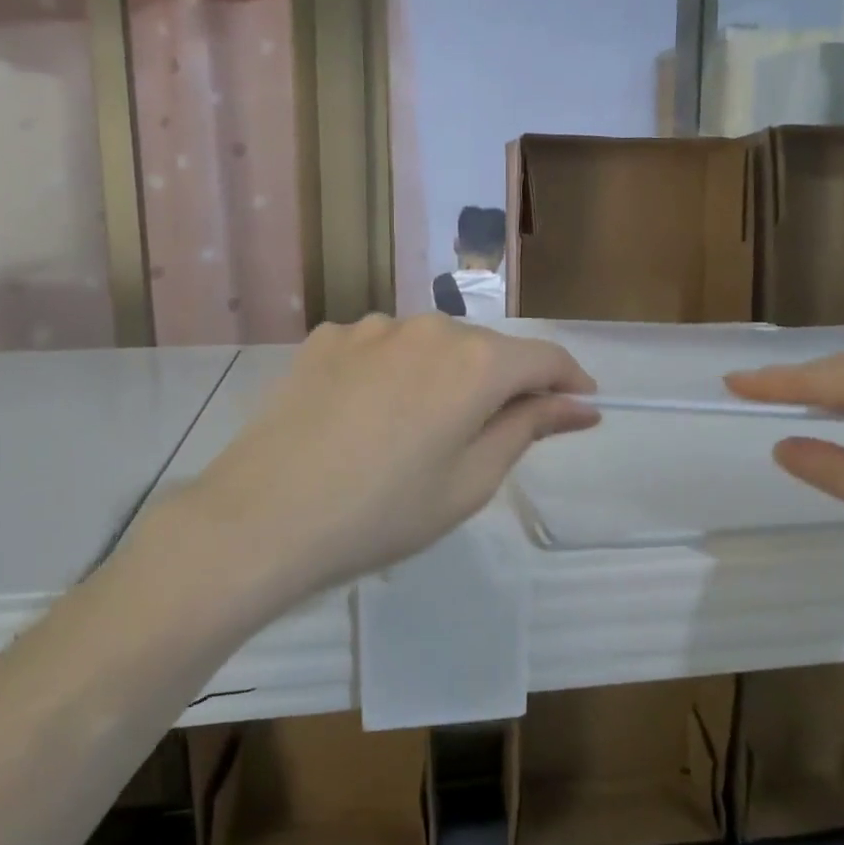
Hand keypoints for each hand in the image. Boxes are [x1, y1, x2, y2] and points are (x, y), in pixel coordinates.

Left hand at [173, 315, 597, 594]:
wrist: (262, 517)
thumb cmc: (382, 514)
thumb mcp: (469, 482)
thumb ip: (528, 429)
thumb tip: (580, 405)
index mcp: (473, 362)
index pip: (543, 357)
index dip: (569, 380)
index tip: (581, 405)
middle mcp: (427, 327)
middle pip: (486, 349)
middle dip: (504, 384)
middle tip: (495, 435)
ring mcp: (370, 327)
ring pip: (431, 345)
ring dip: (445, 376)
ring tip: (421, 430)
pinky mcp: (326, 338)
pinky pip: (381, 348)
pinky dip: (394, 372)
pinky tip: (369, 414)